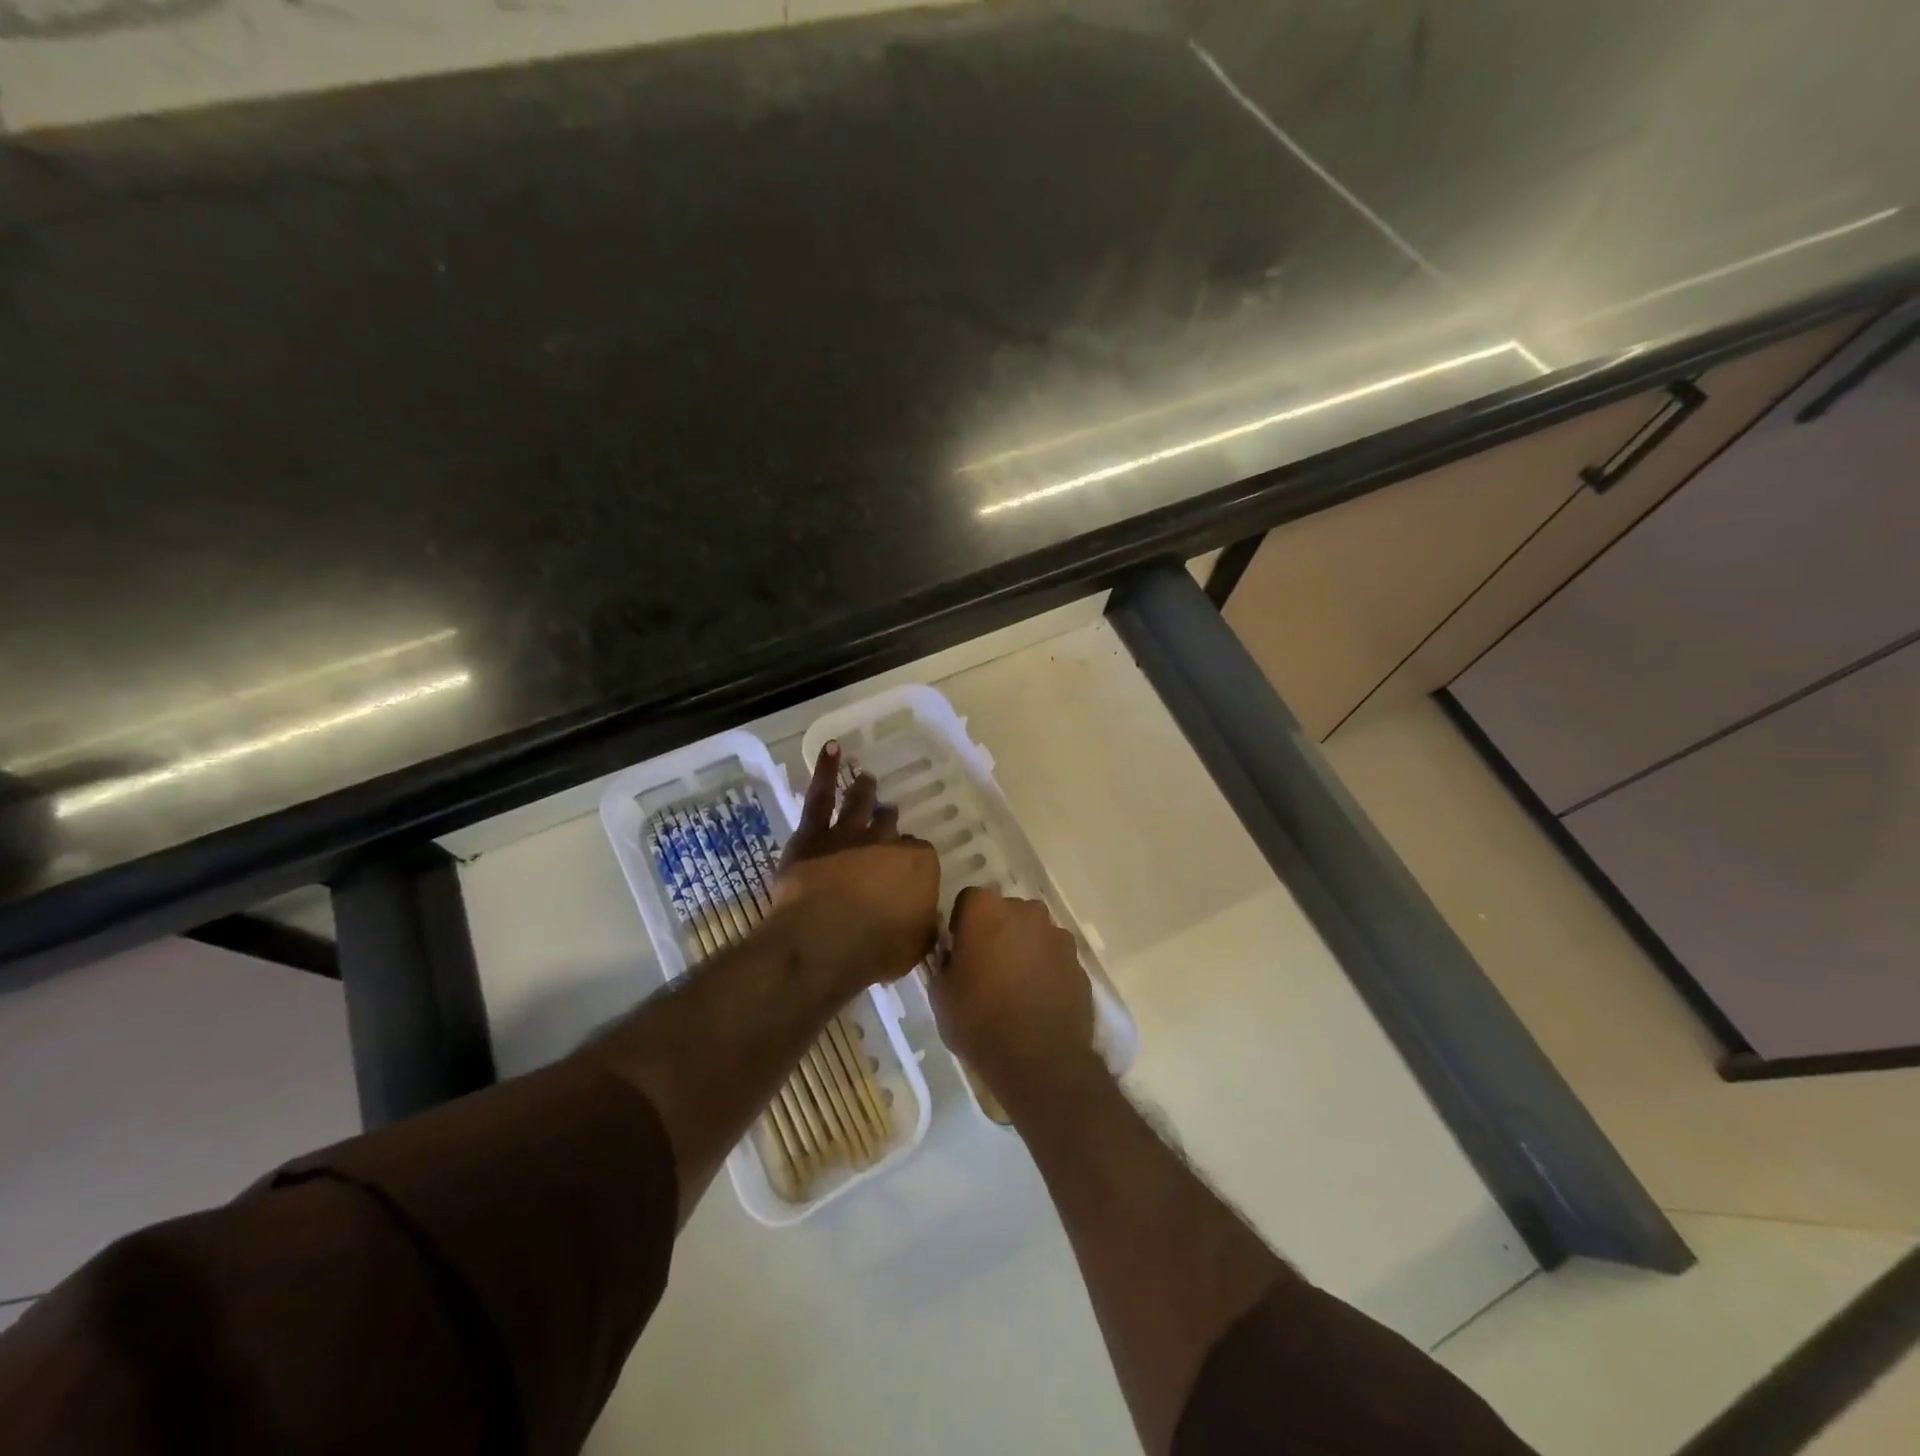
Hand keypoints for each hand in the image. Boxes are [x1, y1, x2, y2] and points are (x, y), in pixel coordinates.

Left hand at [772, 742, 939, 994]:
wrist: (825, 939)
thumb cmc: (876, 948)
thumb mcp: (917, 945)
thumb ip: (924, 925)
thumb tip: (927, 918)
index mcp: (918, 865)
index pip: (921, 854)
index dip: (914, 859)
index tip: (910, 867)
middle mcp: (886, 842)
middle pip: (889, 827)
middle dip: (889, 821)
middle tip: (888, 815)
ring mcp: (848, 834)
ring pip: (859, 805)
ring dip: (864, 791)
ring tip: (866, 779)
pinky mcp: (813, 835)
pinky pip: (821, 796)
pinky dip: (826, 770)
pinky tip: (832, 749)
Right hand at [929, 886, 1095, 1107]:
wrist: (1040, 1060)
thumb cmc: (980, 1021)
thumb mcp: (941, 994)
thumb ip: (944, 962)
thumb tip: (952, 954)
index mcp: (986, 911)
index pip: (969, 900)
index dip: (962, 923)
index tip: (959, 951)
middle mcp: (1025, 911)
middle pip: (1005, 912)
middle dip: (996, 932)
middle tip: (987, 968)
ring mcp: (1057, 935)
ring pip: (1033, 933)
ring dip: (1024, 949)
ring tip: (1015, 987)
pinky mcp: (1079, 962)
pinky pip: (1054, 957)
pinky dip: (1046, 969)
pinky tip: (1038, 1000)